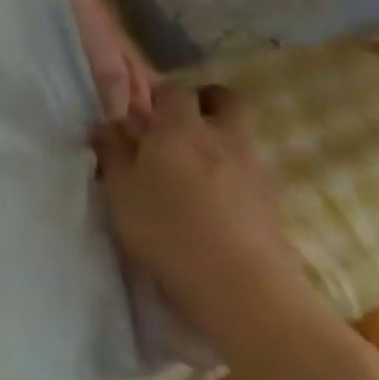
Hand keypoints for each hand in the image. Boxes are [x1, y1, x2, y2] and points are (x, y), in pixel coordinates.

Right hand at [92, 84, 306, 330]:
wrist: (242, 289)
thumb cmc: (167, 229)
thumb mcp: (120, 190)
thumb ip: (112, 152)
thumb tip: (104, 126)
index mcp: (181, 128)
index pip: (174, 90)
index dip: (158, 97)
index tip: (142, 114)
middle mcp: (222, 138)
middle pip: (226, 100)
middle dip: (207, 103)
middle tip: (182, 124)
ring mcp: (254, 171)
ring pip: (241, 138)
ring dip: (221, 142)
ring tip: (195, 172)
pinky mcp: (273, 205)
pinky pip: (251, 174)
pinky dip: (235, 178)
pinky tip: (215, 204)